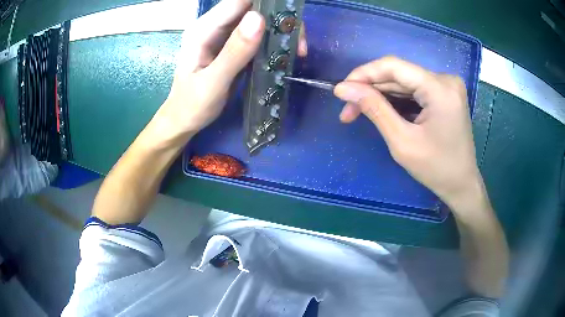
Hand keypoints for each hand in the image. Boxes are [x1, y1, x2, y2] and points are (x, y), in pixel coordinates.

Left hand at [151, 0, 306, 145]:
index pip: (239, 2)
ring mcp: (225, 35)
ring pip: (259, 20)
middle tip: (299, 44)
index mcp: (204, 29)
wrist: (185, 120)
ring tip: (297, 51)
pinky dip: (274, 41)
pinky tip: (284, 55)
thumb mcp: (213, 82)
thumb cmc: (193, 105)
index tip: (288, 20)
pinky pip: (258, 35)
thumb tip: (259, 18)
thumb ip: (234, 52)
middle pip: (253, 8)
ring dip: (281, 30)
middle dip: (279, 19)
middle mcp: (214, 26)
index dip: (266, 5)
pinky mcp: (234, 45)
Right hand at [334, 56, 481, 207]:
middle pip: (398, 74)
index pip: (393, 66)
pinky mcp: (445, 93)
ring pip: (404, 81)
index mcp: (440, 88)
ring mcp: (447, 85)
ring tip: (359, 112)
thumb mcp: (402, 141)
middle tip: (347, 110)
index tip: (341, 90)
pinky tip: (383, 111)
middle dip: (370, 90)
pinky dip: (396, 99)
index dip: (363, 74)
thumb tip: (343, 88)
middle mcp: (445, 79)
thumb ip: (374, 109)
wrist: (462, 184)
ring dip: (381, 95)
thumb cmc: (436, 169)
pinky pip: (414, 89)